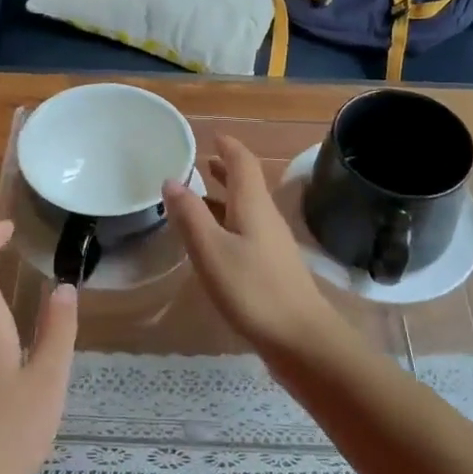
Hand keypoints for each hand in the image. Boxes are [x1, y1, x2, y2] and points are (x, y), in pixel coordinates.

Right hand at [163, 136, 345, 363]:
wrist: (300, 337)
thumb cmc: (253, 290)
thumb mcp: (212, 250)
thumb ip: (190, 215)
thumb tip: (172, 179)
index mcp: (253, 205)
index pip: (243, 163)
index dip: (228, 146)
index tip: (212, 135)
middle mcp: (266, 218)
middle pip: (246, 184)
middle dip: (224, 170)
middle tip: (200, 162)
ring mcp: (272, 244)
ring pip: (245, 209)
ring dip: (224, 197)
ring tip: (197, 196)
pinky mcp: (272, 267)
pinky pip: (246, 232)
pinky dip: (227, 224)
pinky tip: (213, 241)